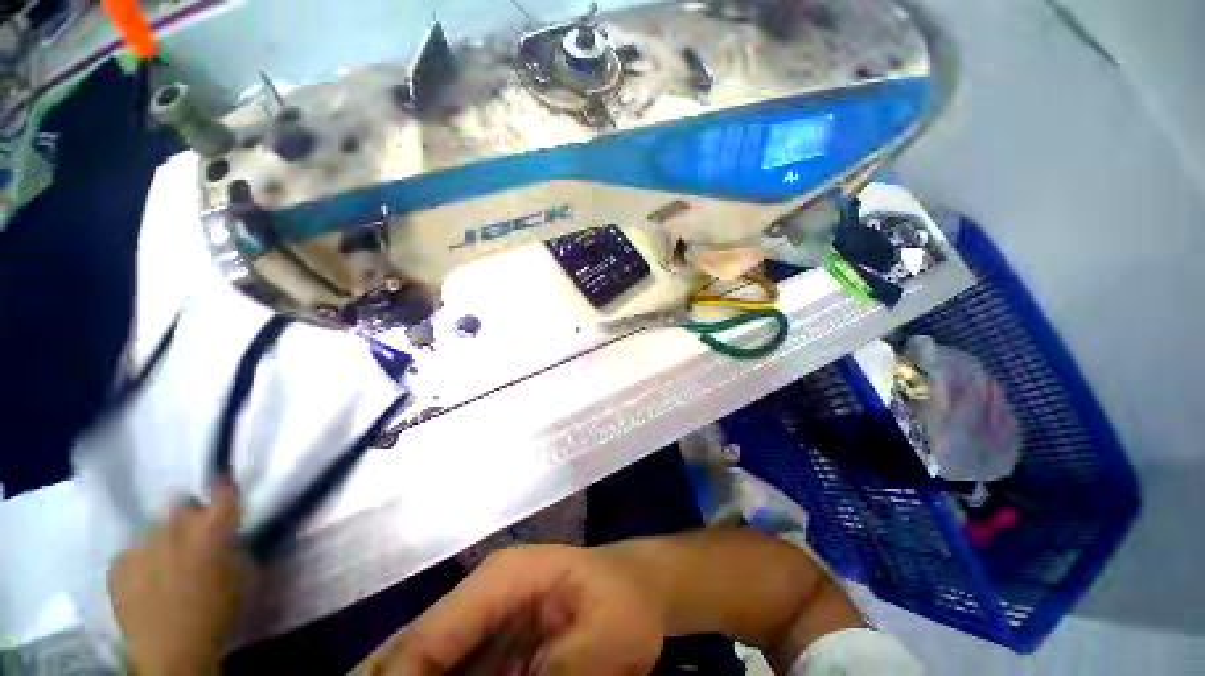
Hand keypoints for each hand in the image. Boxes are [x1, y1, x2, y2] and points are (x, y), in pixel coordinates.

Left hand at [108, 478, 251, 675]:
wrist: (173, 652)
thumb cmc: (219, 613)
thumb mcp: (245, 577)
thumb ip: (237, 547)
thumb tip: (229, 534)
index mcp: (213, 530)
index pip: (222, 492)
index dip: (223, 484)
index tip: (222, 479)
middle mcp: (176, 528)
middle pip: (179, 504)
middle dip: (187, 515)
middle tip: (191, 536)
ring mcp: (141, 545)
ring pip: (152, 530)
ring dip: (162, 540)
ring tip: (164, 565)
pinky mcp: (118, 564)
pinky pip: (130, 553)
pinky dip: (138, 563)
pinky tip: (144, 582)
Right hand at [357, 545, 664, 675]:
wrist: (639, 588)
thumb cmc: (626, 603)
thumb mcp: (601, 644)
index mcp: (504, 578)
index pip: (433, 634)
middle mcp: (484, 592)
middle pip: (416, 642)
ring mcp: (486, 615)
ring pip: (426, 657)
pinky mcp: (494, 638)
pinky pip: (451, 668)